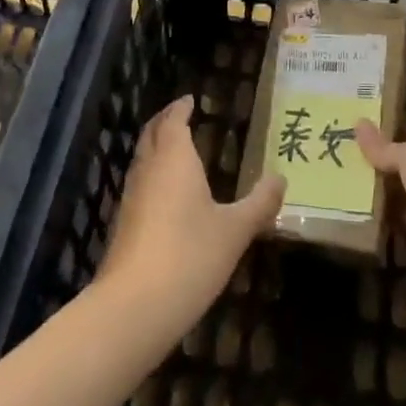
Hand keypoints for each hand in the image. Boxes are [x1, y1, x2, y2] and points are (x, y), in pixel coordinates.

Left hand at [96, 96, 285, 337]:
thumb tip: (281, 178)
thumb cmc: (191, 255)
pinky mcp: (124, 225)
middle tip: (180, 115)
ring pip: (142, 159)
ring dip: (156, 148)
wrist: (135, 305)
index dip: (181, 108)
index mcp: (175, 159)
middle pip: (152, 135)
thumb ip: (260, 203)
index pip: (173, 121)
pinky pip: (140, 185)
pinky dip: (153, 175)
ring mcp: (131, 198)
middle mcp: (148, 170)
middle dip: (164, 122)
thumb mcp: (236, 229)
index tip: (190, 100)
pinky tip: (167, 194)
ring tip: (176, 150)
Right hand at [355, 121, 405, 306]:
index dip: (387, 130)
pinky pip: (403, 217)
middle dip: (379, 161)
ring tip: (344, 180)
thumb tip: (358, 122)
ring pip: (404, 190)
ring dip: (380, 189)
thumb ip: (383, 146)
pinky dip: (385, 215)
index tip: (355, 131)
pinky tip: (358, 209)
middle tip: (342, 155)